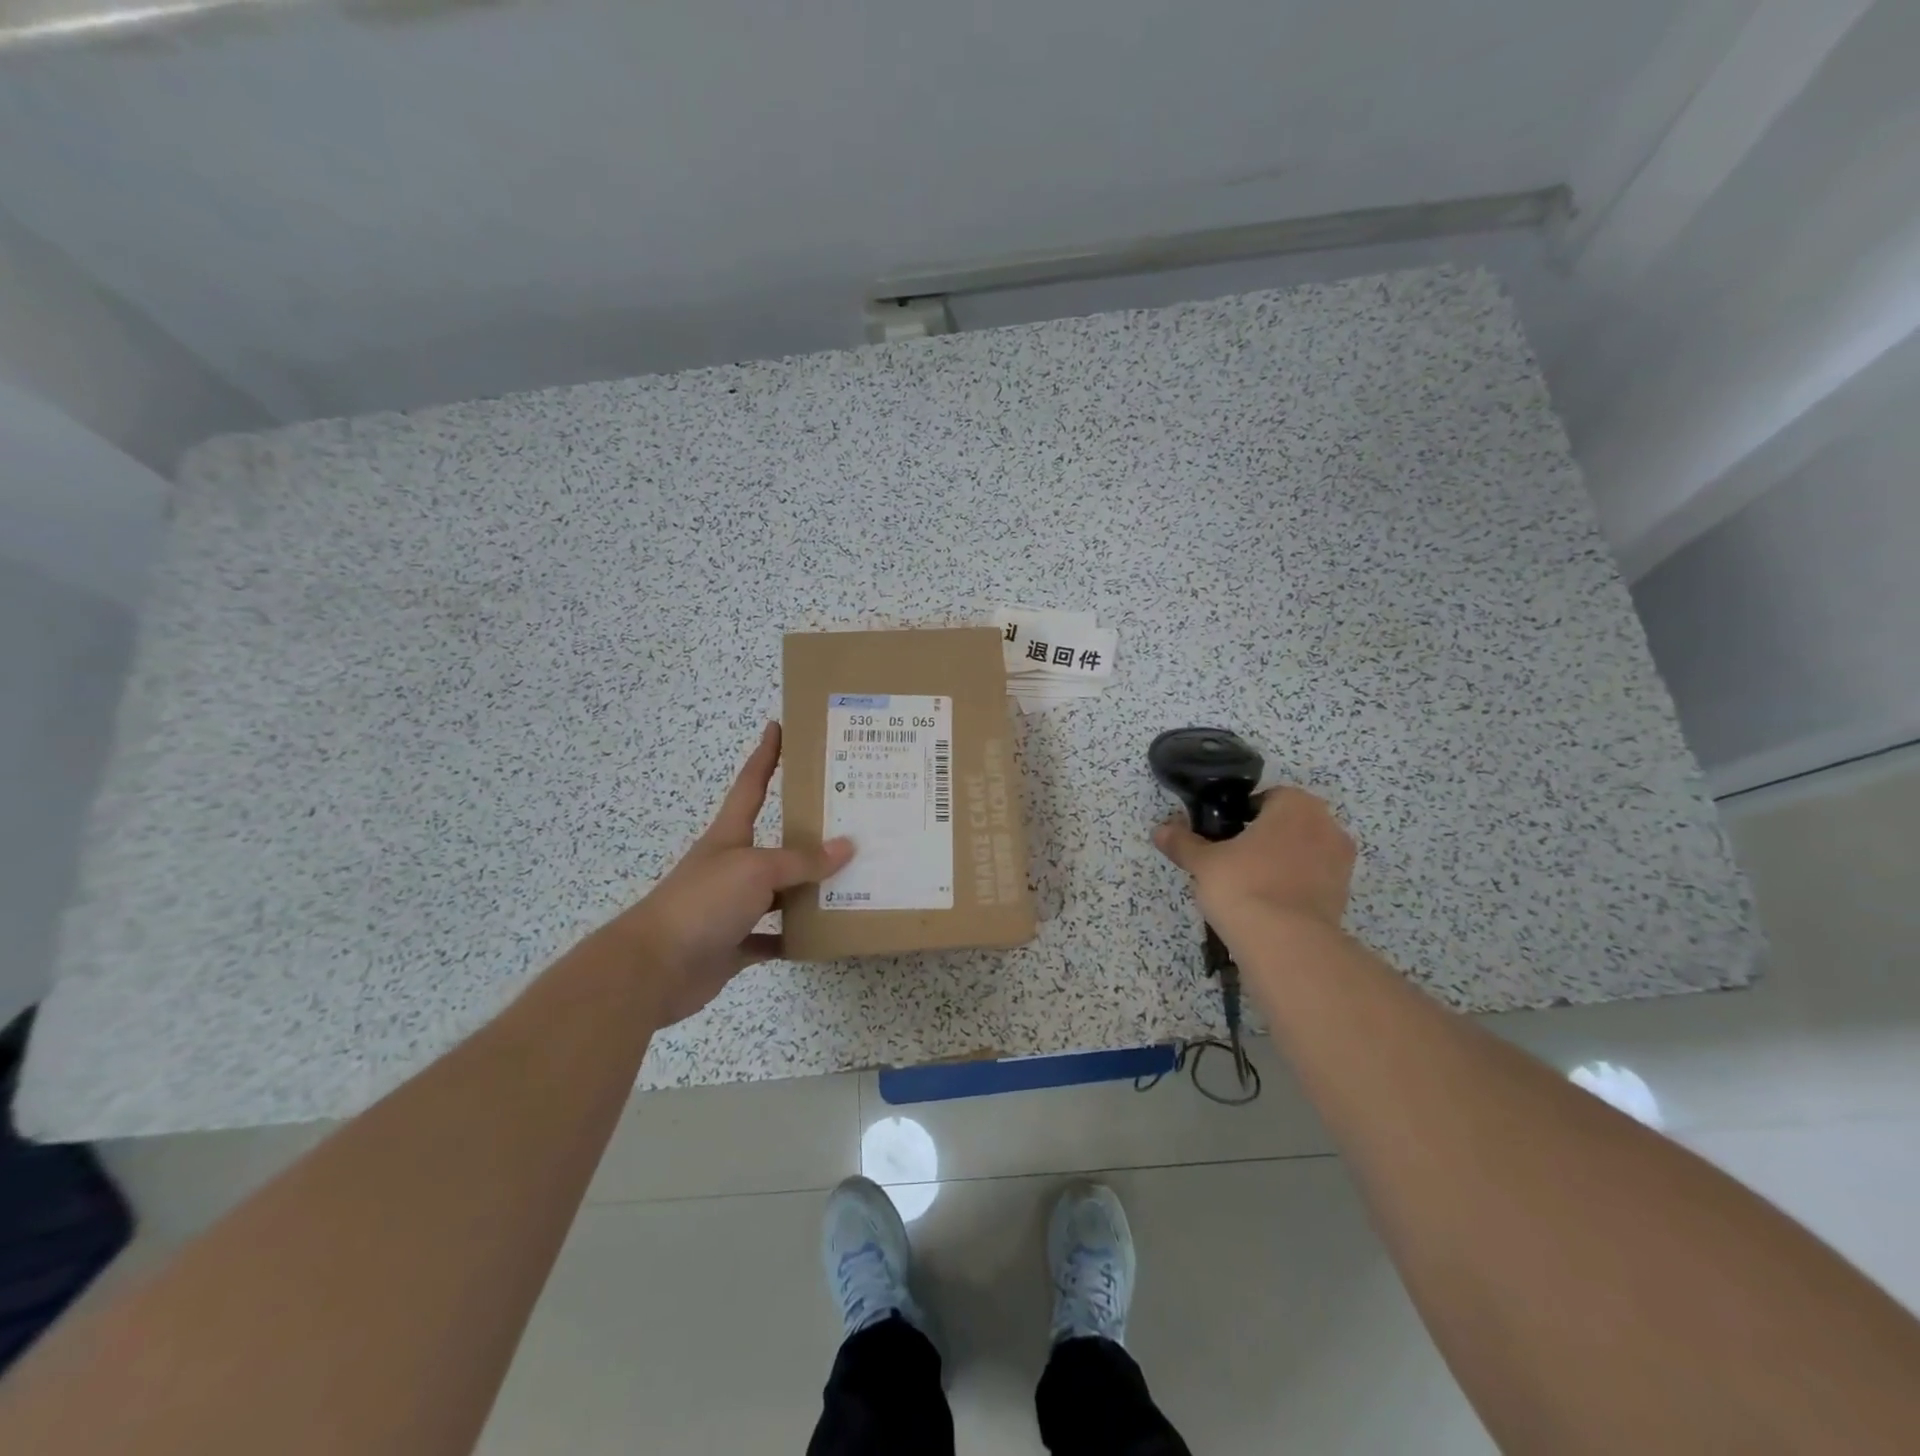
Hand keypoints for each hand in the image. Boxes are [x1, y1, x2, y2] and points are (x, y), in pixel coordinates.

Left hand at [596, 723, 853, 1025]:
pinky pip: (773, 938)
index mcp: (731, 836)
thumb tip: (847, 846)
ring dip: (810, 890)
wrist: (653, 968)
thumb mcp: (757, 870)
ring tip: (853, 881)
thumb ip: (802, 860)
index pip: (752, 785)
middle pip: (777, 843)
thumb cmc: (703, 902)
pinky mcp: (734, 945)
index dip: (765, 755)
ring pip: (781, 893)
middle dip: (809, 832)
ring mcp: (732, 907)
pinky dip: (794, 938)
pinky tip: (824, 936)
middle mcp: (733, 866)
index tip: (778, 726)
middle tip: (852, 820)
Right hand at [1152, 786, 1355, 935]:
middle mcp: (1326, 826)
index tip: (1222, 836)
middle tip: (1232, 860)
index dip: (1241, 815)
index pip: (1266, 798)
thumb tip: (1159, 830)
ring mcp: (1341, 863)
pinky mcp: (1343, 897)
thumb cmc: (1243, 884)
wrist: (1285, 944)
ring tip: (1248, 887)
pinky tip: (1267, 906)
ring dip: (1280, 864)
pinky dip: (1293, 888)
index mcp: (1296, 804)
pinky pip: (1312, 881)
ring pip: (1302, 853)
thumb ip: (1183, 843)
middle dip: (1264, 839)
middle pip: (1288, 825)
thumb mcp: (1203, 862)